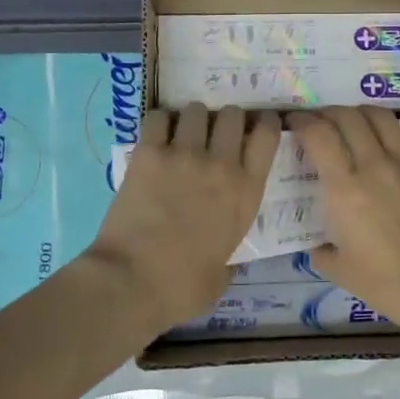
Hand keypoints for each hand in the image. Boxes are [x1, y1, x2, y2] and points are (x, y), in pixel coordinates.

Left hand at [85, 103, 280, 330]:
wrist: (132, 282)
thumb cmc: (181, 288)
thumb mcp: (222, 275)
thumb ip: (229, 258)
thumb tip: (225, 261)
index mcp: (246, 192)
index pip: (268, 135)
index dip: (264, 124)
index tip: (256, 127)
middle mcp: (221, 165)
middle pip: (233, 114)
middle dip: (226, 120)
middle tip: (214, 134)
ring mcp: (184, 155)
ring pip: (197, 110)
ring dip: (192, 119)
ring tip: (182, 134)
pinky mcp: (149, 154)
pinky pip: (158, 118)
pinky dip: (160, 123)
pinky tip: (156, 137)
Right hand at [289, 107, 399, 330]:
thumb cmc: (388, 286)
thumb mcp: (340, 271)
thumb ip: (321, 250)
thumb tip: (317, 243)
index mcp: (345, 189)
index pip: (318, 134)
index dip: (302, 121)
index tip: (295, 123)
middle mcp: (375, 165)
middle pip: (348, 117)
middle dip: (329, 113)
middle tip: (324, 123)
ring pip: (382, 117)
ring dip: (363, 115)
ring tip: (358, 125)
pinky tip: (397, 146)